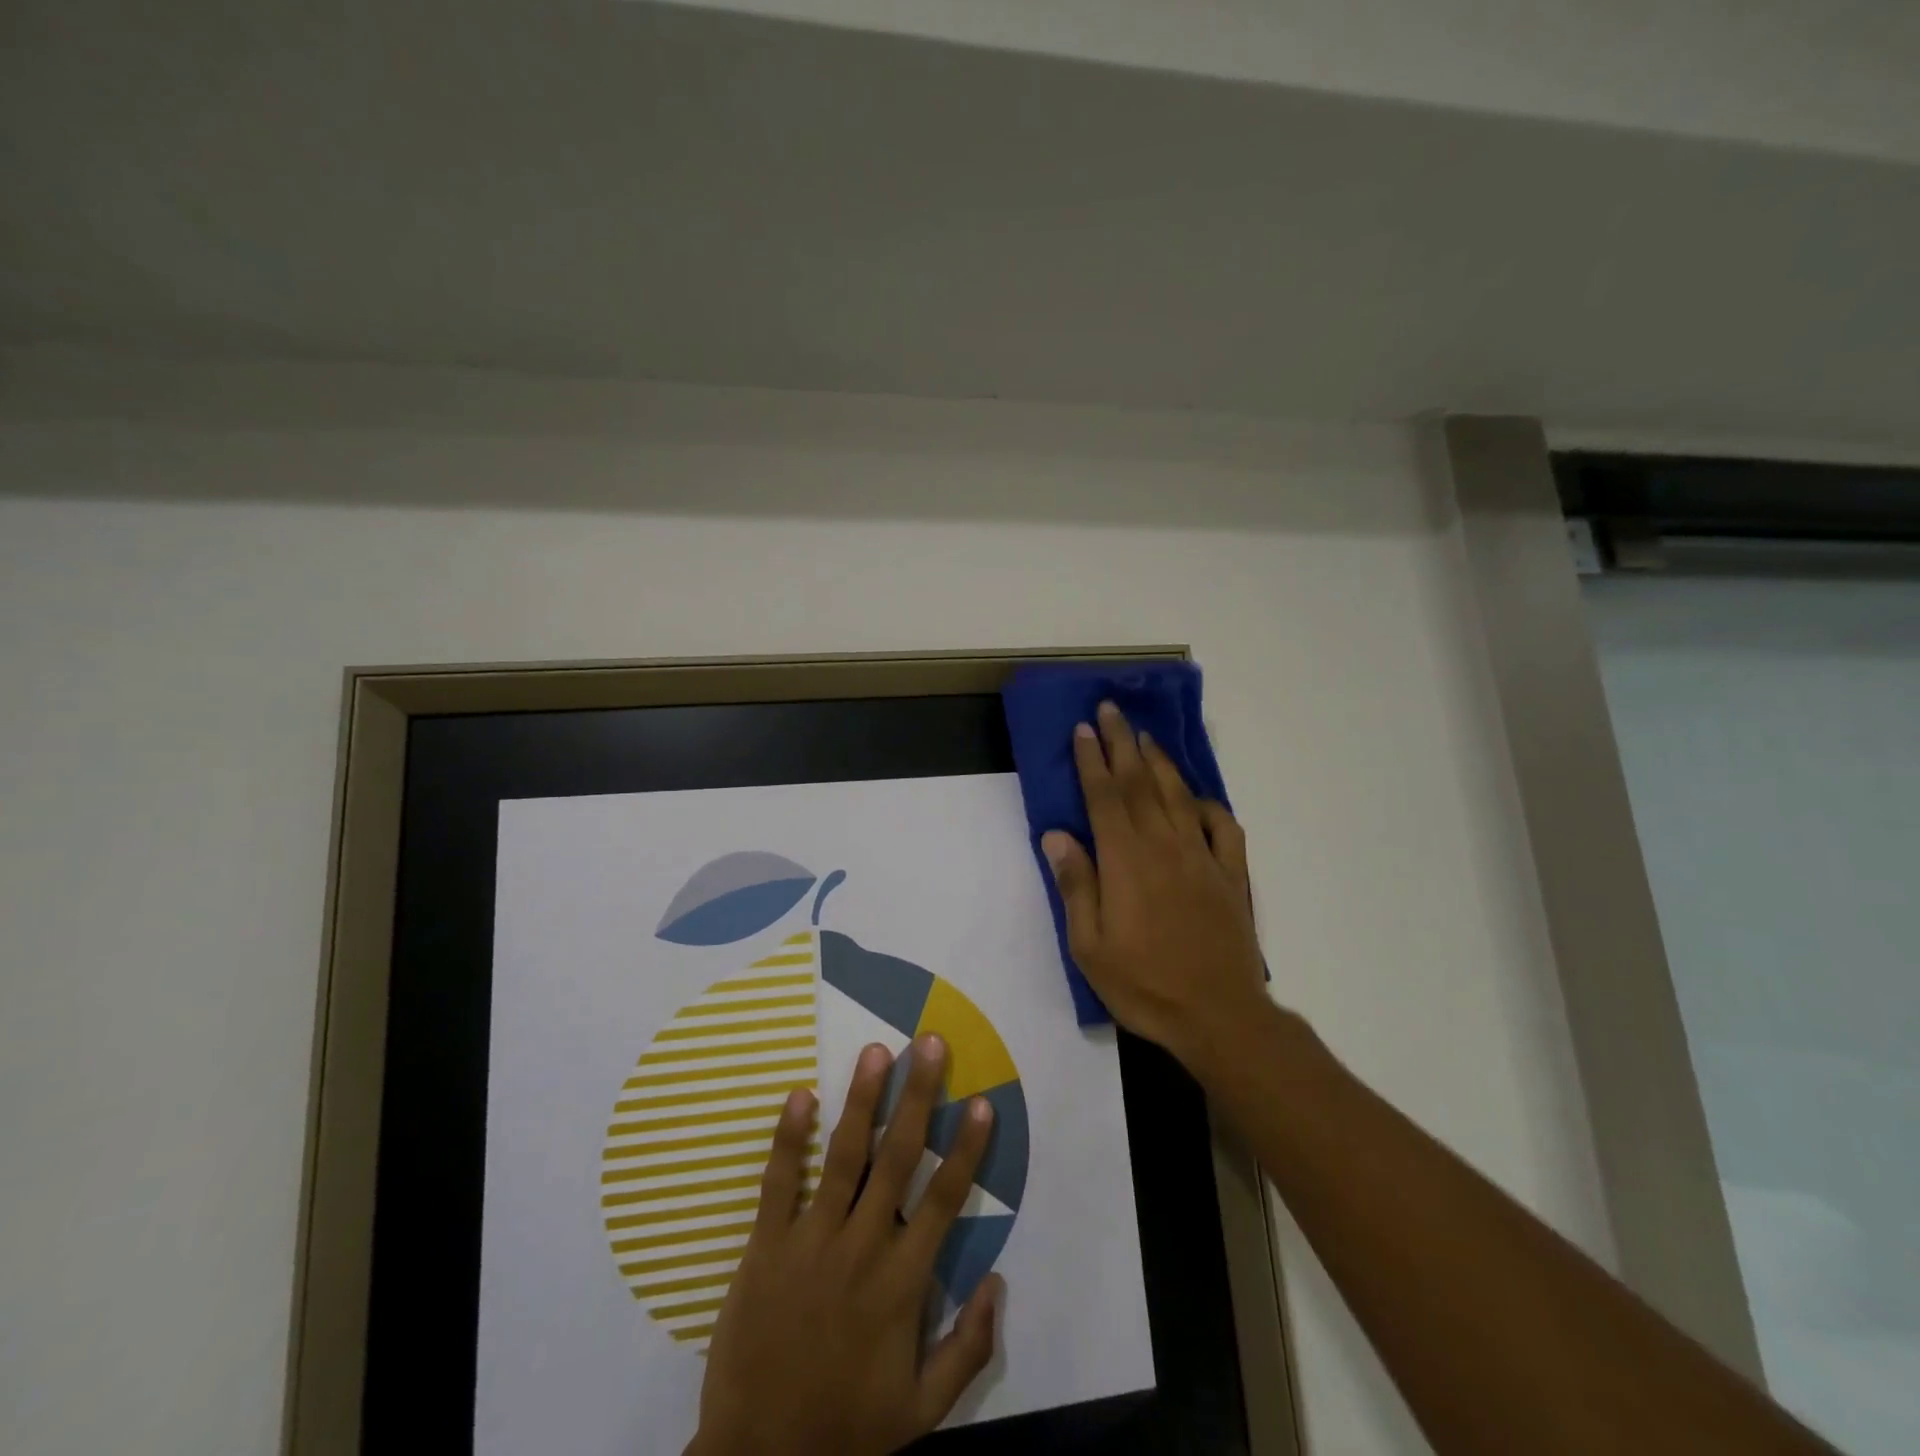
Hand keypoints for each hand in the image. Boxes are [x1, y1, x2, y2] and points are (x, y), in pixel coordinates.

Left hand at [688, 1036, 1002, 1455]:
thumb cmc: (846, 1431)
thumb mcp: (923, 1412)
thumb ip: (968, 1348)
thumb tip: (999, 1282)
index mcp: (902, 1282)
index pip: (944, 1200)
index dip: (966, 1149)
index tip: (980, 1103)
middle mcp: (861, 1247)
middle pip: (897, 1158)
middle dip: (917, 1097)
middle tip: (929, 1045)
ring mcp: (810, 1241)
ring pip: (843, 1156)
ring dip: (863, 1100)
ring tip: (877, 1052)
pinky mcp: (764, 1245)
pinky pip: (778, 1181)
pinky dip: (790, 1137)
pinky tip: (800, 1094)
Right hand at [1041, 701, 1268, 1070]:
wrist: (1219, 1016)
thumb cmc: (1144, 984)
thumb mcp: (1089, 946)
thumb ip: (1075, 885)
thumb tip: (1057, 835)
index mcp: (1126, 860)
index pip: (1104, 797)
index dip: (1091, 760)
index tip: (1083, 729)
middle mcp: (1164, 846)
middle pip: (1139, 783)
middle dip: (1122, 743)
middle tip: (1110, 710)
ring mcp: (1203, 858)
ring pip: (1178, 796)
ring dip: (1159, 762)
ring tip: (1144, 736)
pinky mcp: (1231, 875)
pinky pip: (1223, 828)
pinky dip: (1210, 805)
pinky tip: (1199, 798)